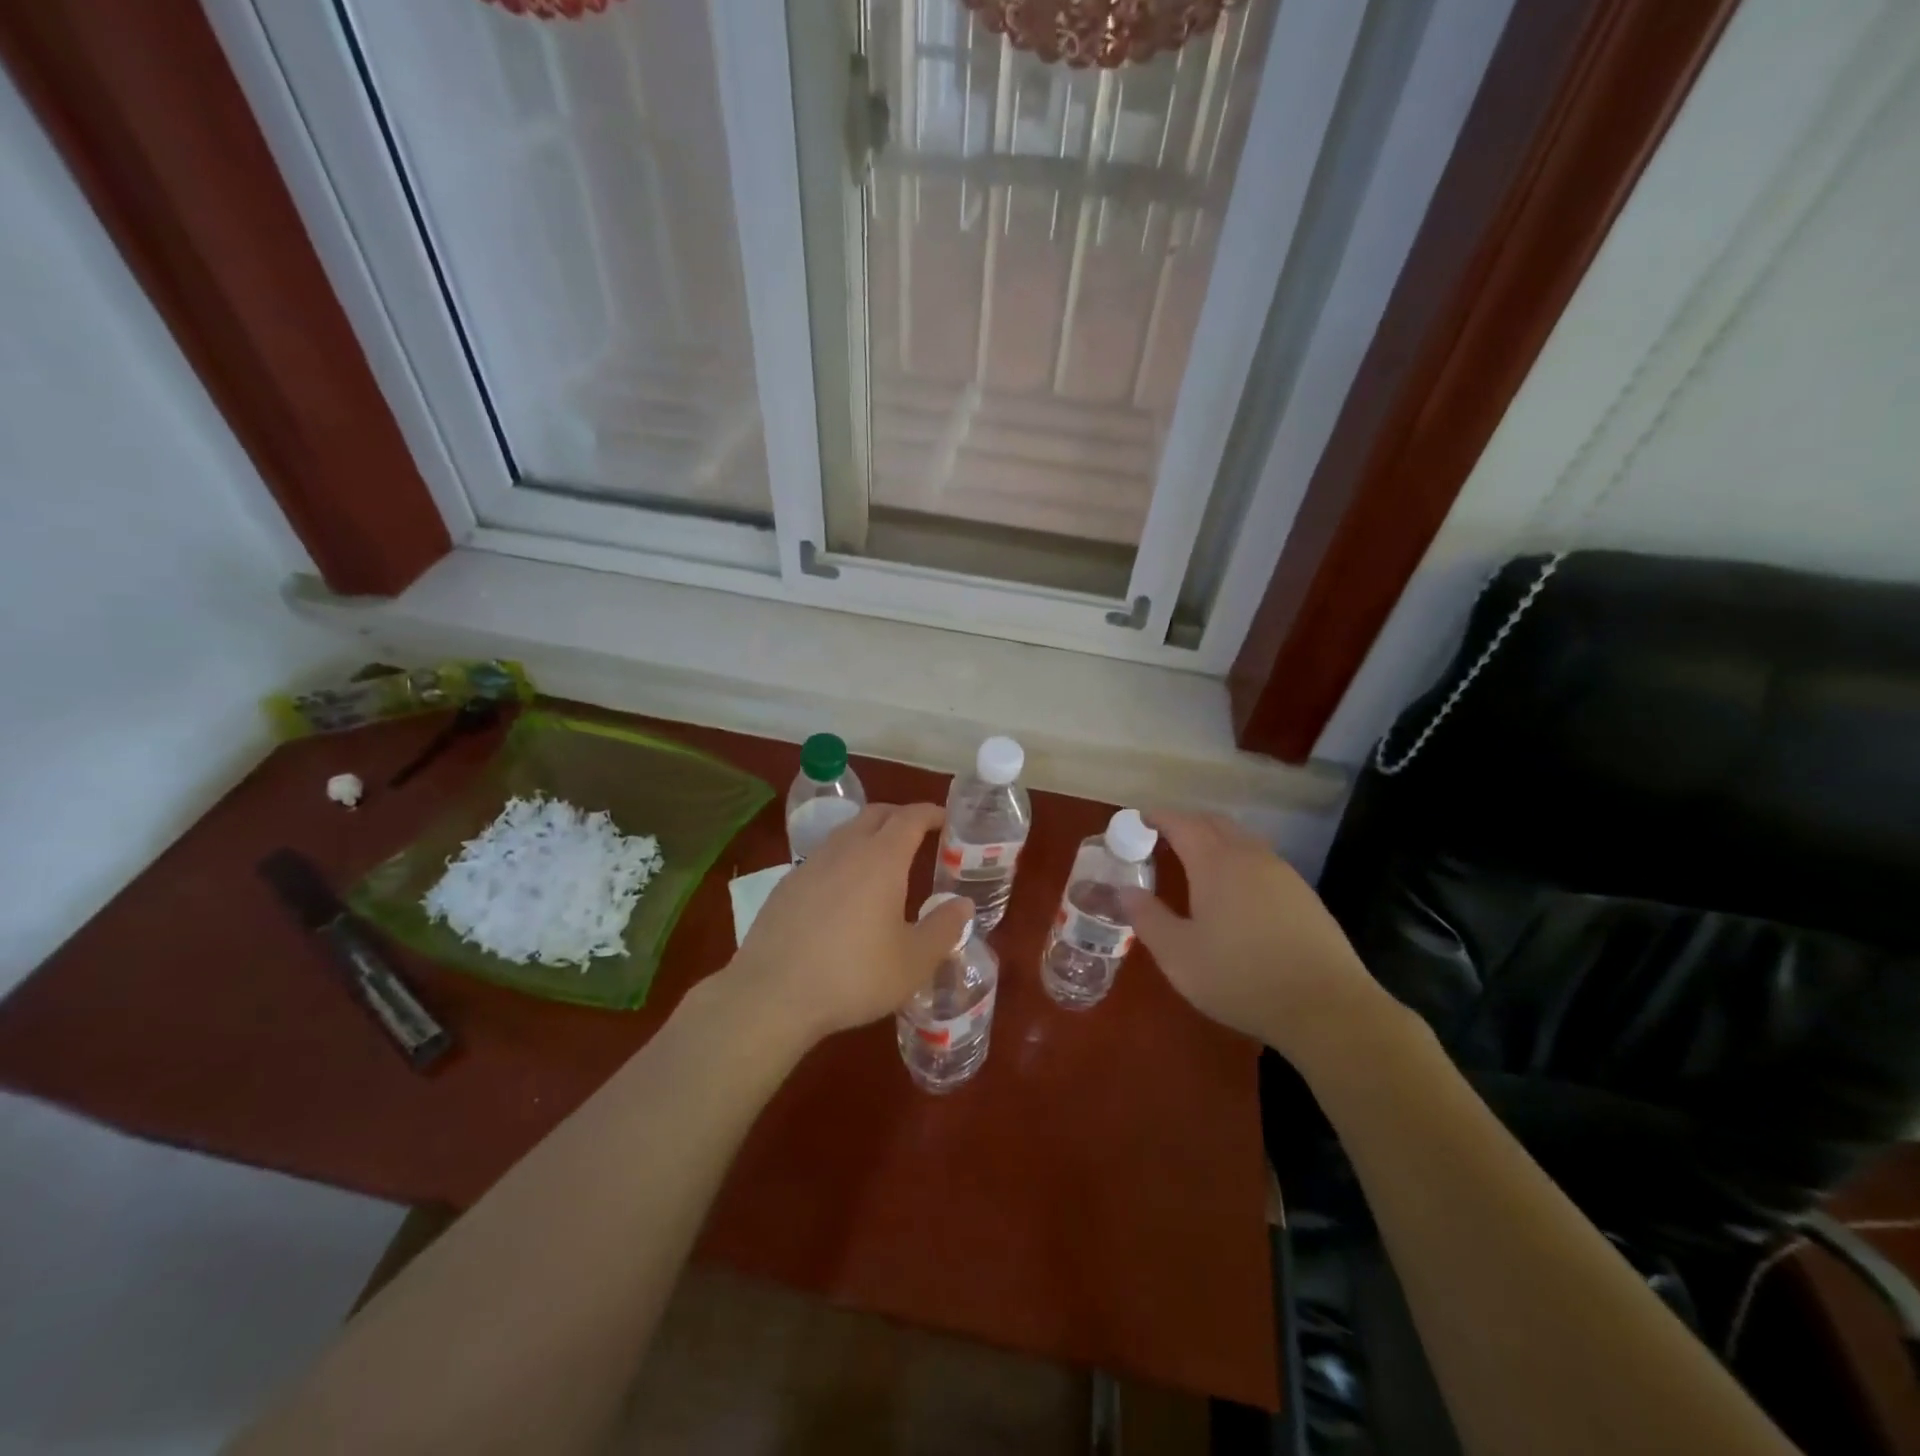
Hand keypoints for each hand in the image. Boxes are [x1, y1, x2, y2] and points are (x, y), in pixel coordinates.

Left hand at [719, 803, 971, 1047]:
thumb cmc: (854, 975)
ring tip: (883, 861)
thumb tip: (963, 905)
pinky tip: (844, 892)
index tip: (945, 820)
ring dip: (869, 835)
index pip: (910, 817)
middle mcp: (845, 850)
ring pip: (846, 833)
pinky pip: (823, 857)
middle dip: (900, 816)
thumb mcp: (913, 961)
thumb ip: (944, 929)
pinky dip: (843, 859)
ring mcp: (810, 864)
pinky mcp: (786, 885)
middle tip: (919, 834)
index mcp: (881, 859)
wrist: (772, 994)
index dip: (931, 813)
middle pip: (875, 814)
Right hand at [1120, 810, 1381, 1057]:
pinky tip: (1235, 890)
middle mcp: (1250, 856)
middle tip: (1163, 836)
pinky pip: (1262, 861)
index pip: (1182, 823)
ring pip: (1242, 840)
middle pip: (1215, 823)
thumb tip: (1124, 890)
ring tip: (1196, 860)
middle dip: (1187, 822)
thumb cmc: (1241, 977)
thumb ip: (1147, 917)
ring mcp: (1283, 873)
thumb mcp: (1178, 955)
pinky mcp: (1304, 895)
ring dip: (1215, 840)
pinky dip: (1238, 860)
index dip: (1159, 817)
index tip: (1140, 818)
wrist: (1327, 1007)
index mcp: (1216, 863)